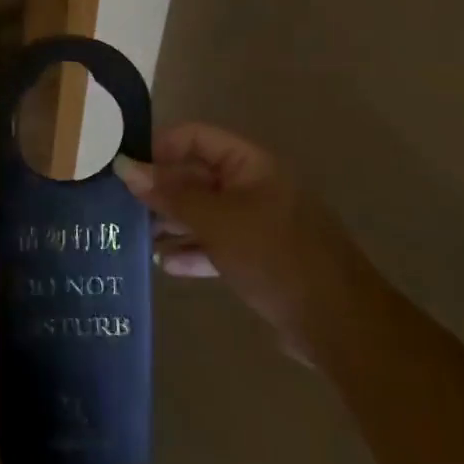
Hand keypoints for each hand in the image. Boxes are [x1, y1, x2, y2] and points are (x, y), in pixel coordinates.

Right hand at [117, 123, 367, 362]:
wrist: (341, 326)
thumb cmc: (275, 257)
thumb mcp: (216, 222)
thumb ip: (170, 194)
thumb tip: (124, 167)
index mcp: (250, 164)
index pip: (195, 137)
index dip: (159, 147)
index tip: (126, 170)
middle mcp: (253, 186)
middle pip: (197, 175)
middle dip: (161, 190)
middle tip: (123, 207)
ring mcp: (257, 223)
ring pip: (204, 212)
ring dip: (172, 222)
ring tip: (137, 237)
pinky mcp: (259, 257)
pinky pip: (217, 243)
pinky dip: (192, 250)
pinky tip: (166, 265)